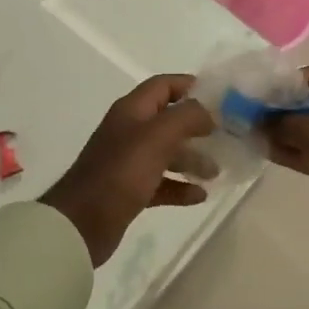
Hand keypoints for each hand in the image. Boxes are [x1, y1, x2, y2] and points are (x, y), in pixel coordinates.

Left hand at [41, 74, 217, 265]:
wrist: (82, 222)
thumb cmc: (121, 172)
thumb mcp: (158, 136)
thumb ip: (187, 116)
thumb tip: (208, 111)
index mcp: (132, 111)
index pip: (163, 86)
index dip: (190, 86)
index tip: (220, 97)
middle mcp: (129, 131)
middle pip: (169, 121)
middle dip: (197, 128)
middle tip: (225, 138)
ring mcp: (128, 161)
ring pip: (167, 153)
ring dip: (192, 159)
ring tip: (216, 172)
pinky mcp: (129, 190)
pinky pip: (161, 182)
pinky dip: (180, 186)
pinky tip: (199, 196)